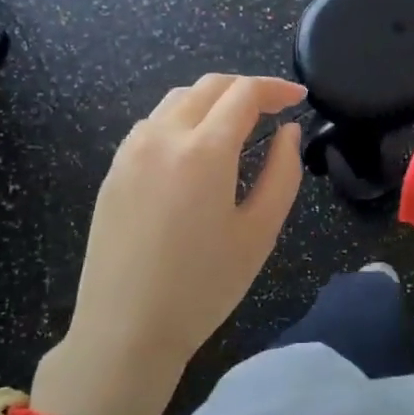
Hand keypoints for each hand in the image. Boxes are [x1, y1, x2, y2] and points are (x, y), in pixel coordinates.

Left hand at [40, 75, 305, 414]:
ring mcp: (131, 151)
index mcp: (204, 150)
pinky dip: (183, 119)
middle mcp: (163, 136)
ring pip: (176, 100)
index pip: (244, 93)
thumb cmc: (204, 285)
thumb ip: (282, 173)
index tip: (299, 98)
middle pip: (208, 86)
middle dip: (246, 87)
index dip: (275, 89)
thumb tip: (288, 132)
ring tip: (239, 125)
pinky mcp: (114, 170)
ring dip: (213, 100)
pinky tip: (197, 149)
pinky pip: (153, 124)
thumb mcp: (260, 232)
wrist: (126, 328)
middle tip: (275, 107)